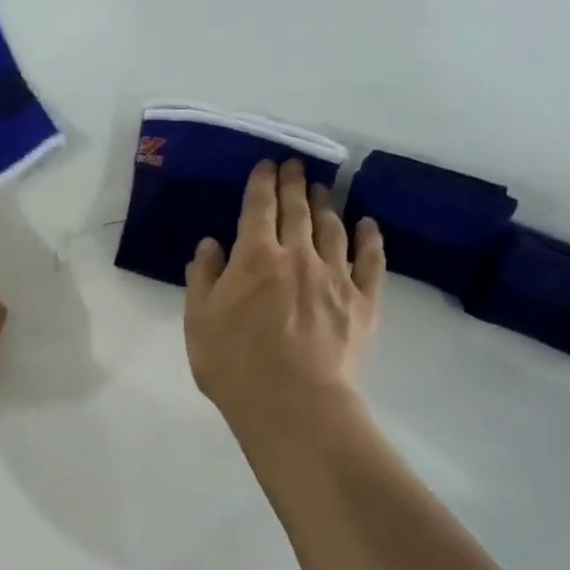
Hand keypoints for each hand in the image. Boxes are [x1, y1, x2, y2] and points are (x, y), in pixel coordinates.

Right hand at [184, 159, 385, 429]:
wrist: (293, 403)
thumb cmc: (234, 364)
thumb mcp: (198, 321)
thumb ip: (203, 278)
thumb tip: (210, 245)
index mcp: (255, 258)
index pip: (259, 208)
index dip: (262, 183)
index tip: (266, 165)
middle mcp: (298, 256)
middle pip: (298, 210)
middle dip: (294, 183)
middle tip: (295, 166)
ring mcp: (335, 276)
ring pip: (333, 228)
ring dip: (327, 204)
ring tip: (323, 189)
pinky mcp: (362, 301)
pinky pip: (370, 260)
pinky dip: (369, 238)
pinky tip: (367, 224)